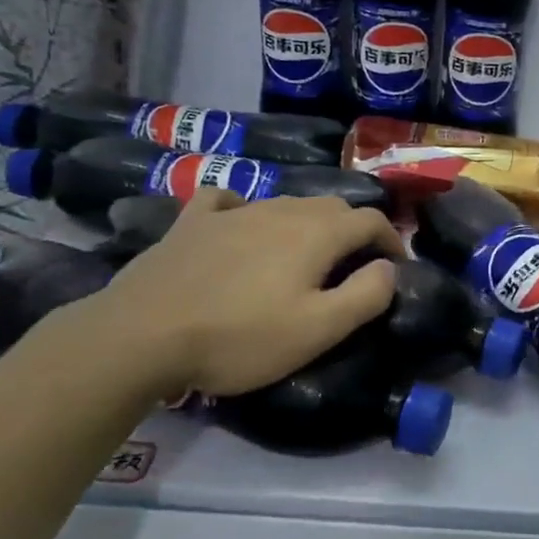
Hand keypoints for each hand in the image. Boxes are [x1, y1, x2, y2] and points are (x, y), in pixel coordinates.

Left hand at [72, 190, 402, 398]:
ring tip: (305, 255)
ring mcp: (232, 212)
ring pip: (285, 203)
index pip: (370, 219)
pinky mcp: (191, 222)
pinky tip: (240, 226)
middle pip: (331, 206)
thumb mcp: (318, 329)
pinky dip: (246, 210)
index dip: (391, 239)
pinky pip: (227, 201)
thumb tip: (389, 267)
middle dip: (353, 229)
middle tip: (355, 264)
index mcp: (315, 233)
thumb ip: (366, 295)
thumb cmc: (240, 337)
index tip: (396, 266)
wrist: (142, 335)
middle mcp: (279, 210)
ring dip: (308, 223)